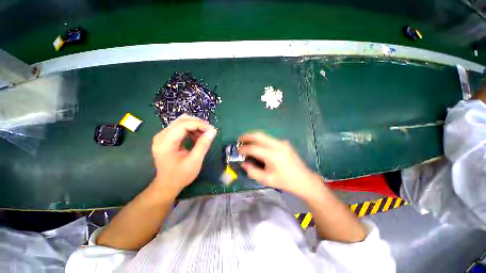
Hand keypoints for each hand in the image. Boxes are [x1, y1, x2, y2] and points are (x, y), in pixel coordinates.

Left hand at [151, 114, 216, 194]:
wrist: (167, 184)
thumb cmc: (180, 175)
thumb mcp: (194, 161)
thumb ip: (203, 145)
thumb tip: (212, 131)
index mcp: (166, 142)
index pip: (183, 124)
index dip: (200, 124)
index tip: (212, 130)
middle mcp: (162, 135)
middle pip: (182, 120)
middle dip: (199, 123)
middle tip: (210, 131)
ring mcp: (163, 135)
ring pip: (182, 122)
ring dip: (196, 126)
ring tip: (205, 134)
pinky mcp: (167, 137)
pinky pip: (181, 127)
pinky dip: (192, 130)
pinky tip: (198, 137)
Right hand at [238, 132, 321, 198]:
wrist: (304, 180)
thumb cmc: (285, 182)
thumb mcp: (266, 180)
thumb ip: (252, 171)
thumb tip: (243, 163)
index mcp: (273, 155)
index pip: (254, 148)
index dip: (244, 149)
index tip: (237, 150)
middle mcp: (277, 145)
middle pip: (259, 135)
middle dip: (247, 136)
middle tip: (239, 139)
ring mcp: (282, 143)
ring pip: (264, 136)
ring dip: (254, 137)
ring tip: (247, 141)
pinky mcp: (285, 143)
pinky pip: (270, 139)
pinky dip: (261, 140)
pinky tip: (258, 146)